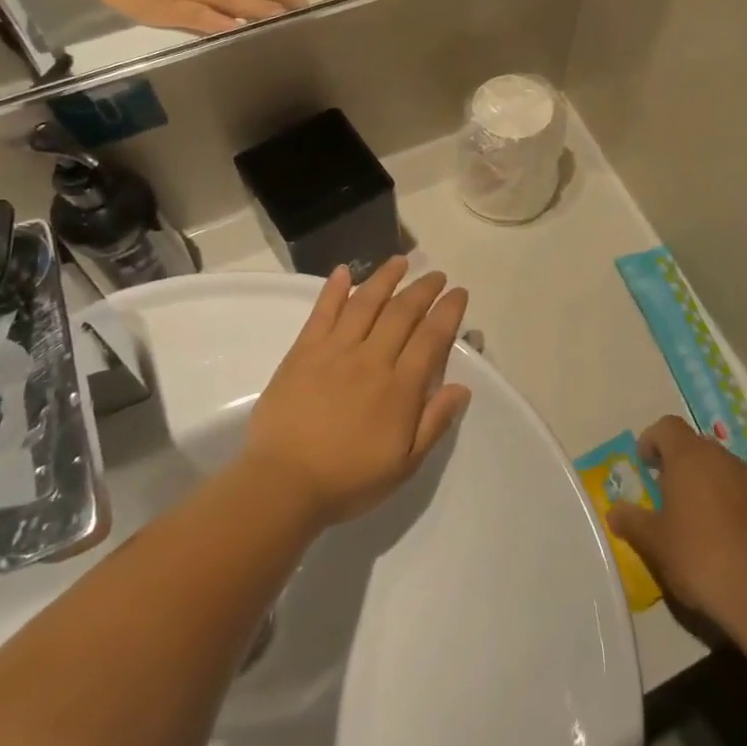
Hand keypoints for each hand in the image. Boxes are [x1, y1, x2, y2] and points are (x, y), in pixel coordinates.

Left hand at [241, 257, 471, 528]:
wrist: (283, 484)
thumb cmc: (349, 479)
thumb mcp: (404, 464)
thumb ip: (434, 423)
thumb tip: (463, 387)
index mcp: (400, 388)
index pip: (432, 337)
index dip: (448, 311)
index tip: (458, 293)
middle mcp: (371, 359)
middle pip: (402, 312)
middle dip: (424, 289)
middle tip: (437, 275)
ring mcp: (335, 351)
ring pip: (366, 303)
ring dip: (385, 278)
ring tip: (401, 261)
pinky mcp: (303, 351)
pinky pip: (322, 312)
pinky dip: (333, 289)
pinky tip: (344, 271)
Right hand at [609, 415, 746, 637]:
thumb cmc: (700, 558)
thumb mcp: (654, 544)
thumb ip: (631, 521)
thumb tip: (615, 511)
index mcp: (691, 459)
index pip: (667, 427)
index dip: (652, 440)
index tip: (646, 466)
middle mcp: (726, 461)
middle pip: (698, 450)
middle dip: (681, 468)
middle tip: (669, 500)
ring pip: (726, 474)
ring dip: (711, 490)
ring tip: (702, 528)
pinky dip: (738, 512)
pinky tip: (734, 547)